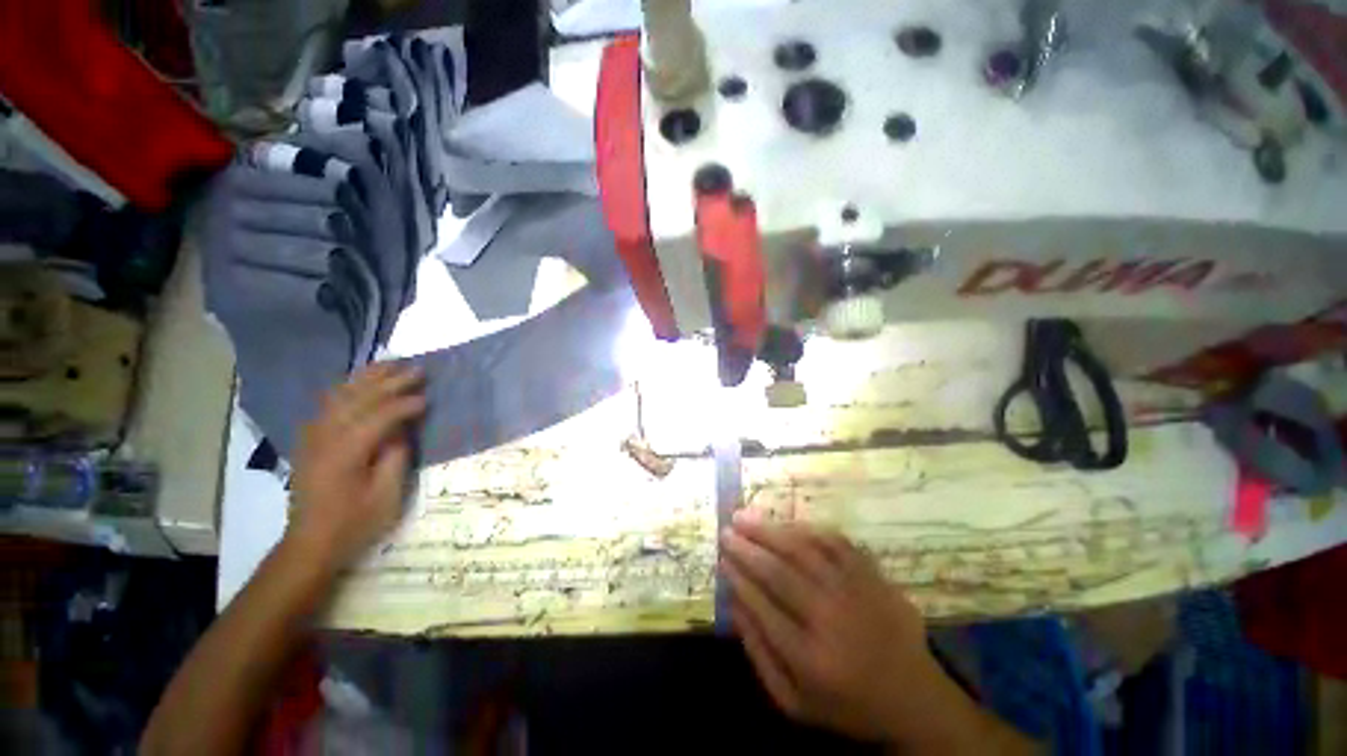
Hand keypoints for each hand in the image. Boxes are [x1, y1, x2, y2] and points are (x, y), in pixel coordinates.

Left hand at [287, 363, 425, 570]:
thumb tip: (402, 429)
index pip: (379, 415)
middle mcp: (325, 436)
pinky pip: (329, 403)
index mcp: (346, 452)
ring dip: (367, 377)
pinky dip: (348, 387)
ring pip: (340, 395)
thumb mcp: (386, 494)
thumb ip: (395, 456)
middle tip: (417, 369)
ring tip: (391, 363)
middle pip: (358, 397)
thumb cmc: (355, 522)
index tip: (429, 397)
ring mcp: (313, 436)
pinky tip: (361, 383)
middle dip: (390, 381)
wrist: (310, 542)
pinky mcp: (310, 440)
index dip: (406, 404)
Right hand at [721, 512, 959, 743]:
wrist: (915, 698)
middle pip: (779, 572)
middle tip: (726, 531)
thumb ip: (759, 654)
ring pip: (803, 549)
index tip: (722, 559)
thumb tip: (734, 601)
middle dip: (747, 548)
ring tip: (745, 517)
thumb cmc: (847, 703)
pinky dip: (805, 529)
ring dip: (769, 530)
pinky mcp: (872, 574)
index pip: (762, 606)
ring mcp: (855, 591)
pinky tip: (785, 523)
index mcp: (810, 659)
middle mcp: (832, 619)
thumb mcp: (794, 702)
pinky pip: (834, 541)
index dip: (738, 577)